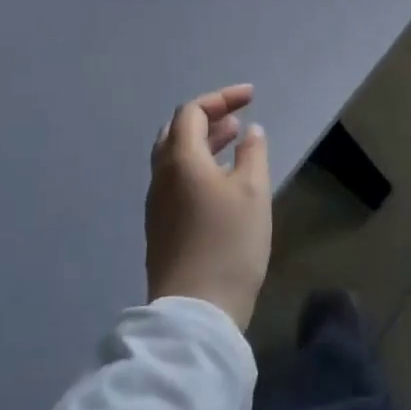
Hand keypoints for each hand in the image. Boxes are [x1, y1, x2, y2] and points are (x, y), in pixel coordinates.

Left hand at [146, 84, 271, 329]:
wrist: (196, 312)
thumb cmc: (229, 242)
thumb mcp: (253, 191)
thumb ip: (252, 154)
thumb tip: (250, 132)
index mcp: (180, 160)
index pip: (192, 112)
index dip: (221, 99)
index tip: (251, 97)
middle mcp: (161, 177)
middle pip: (176, 132)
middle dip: (208, 118)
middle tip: (238, 118)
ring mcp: (157, 205)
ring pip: (175, 158)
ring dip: (204, 143)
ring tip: (235, 142)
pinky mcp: (161, 229)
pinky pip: (176, 181)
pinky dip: (198, 167)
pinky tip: (222, 182)